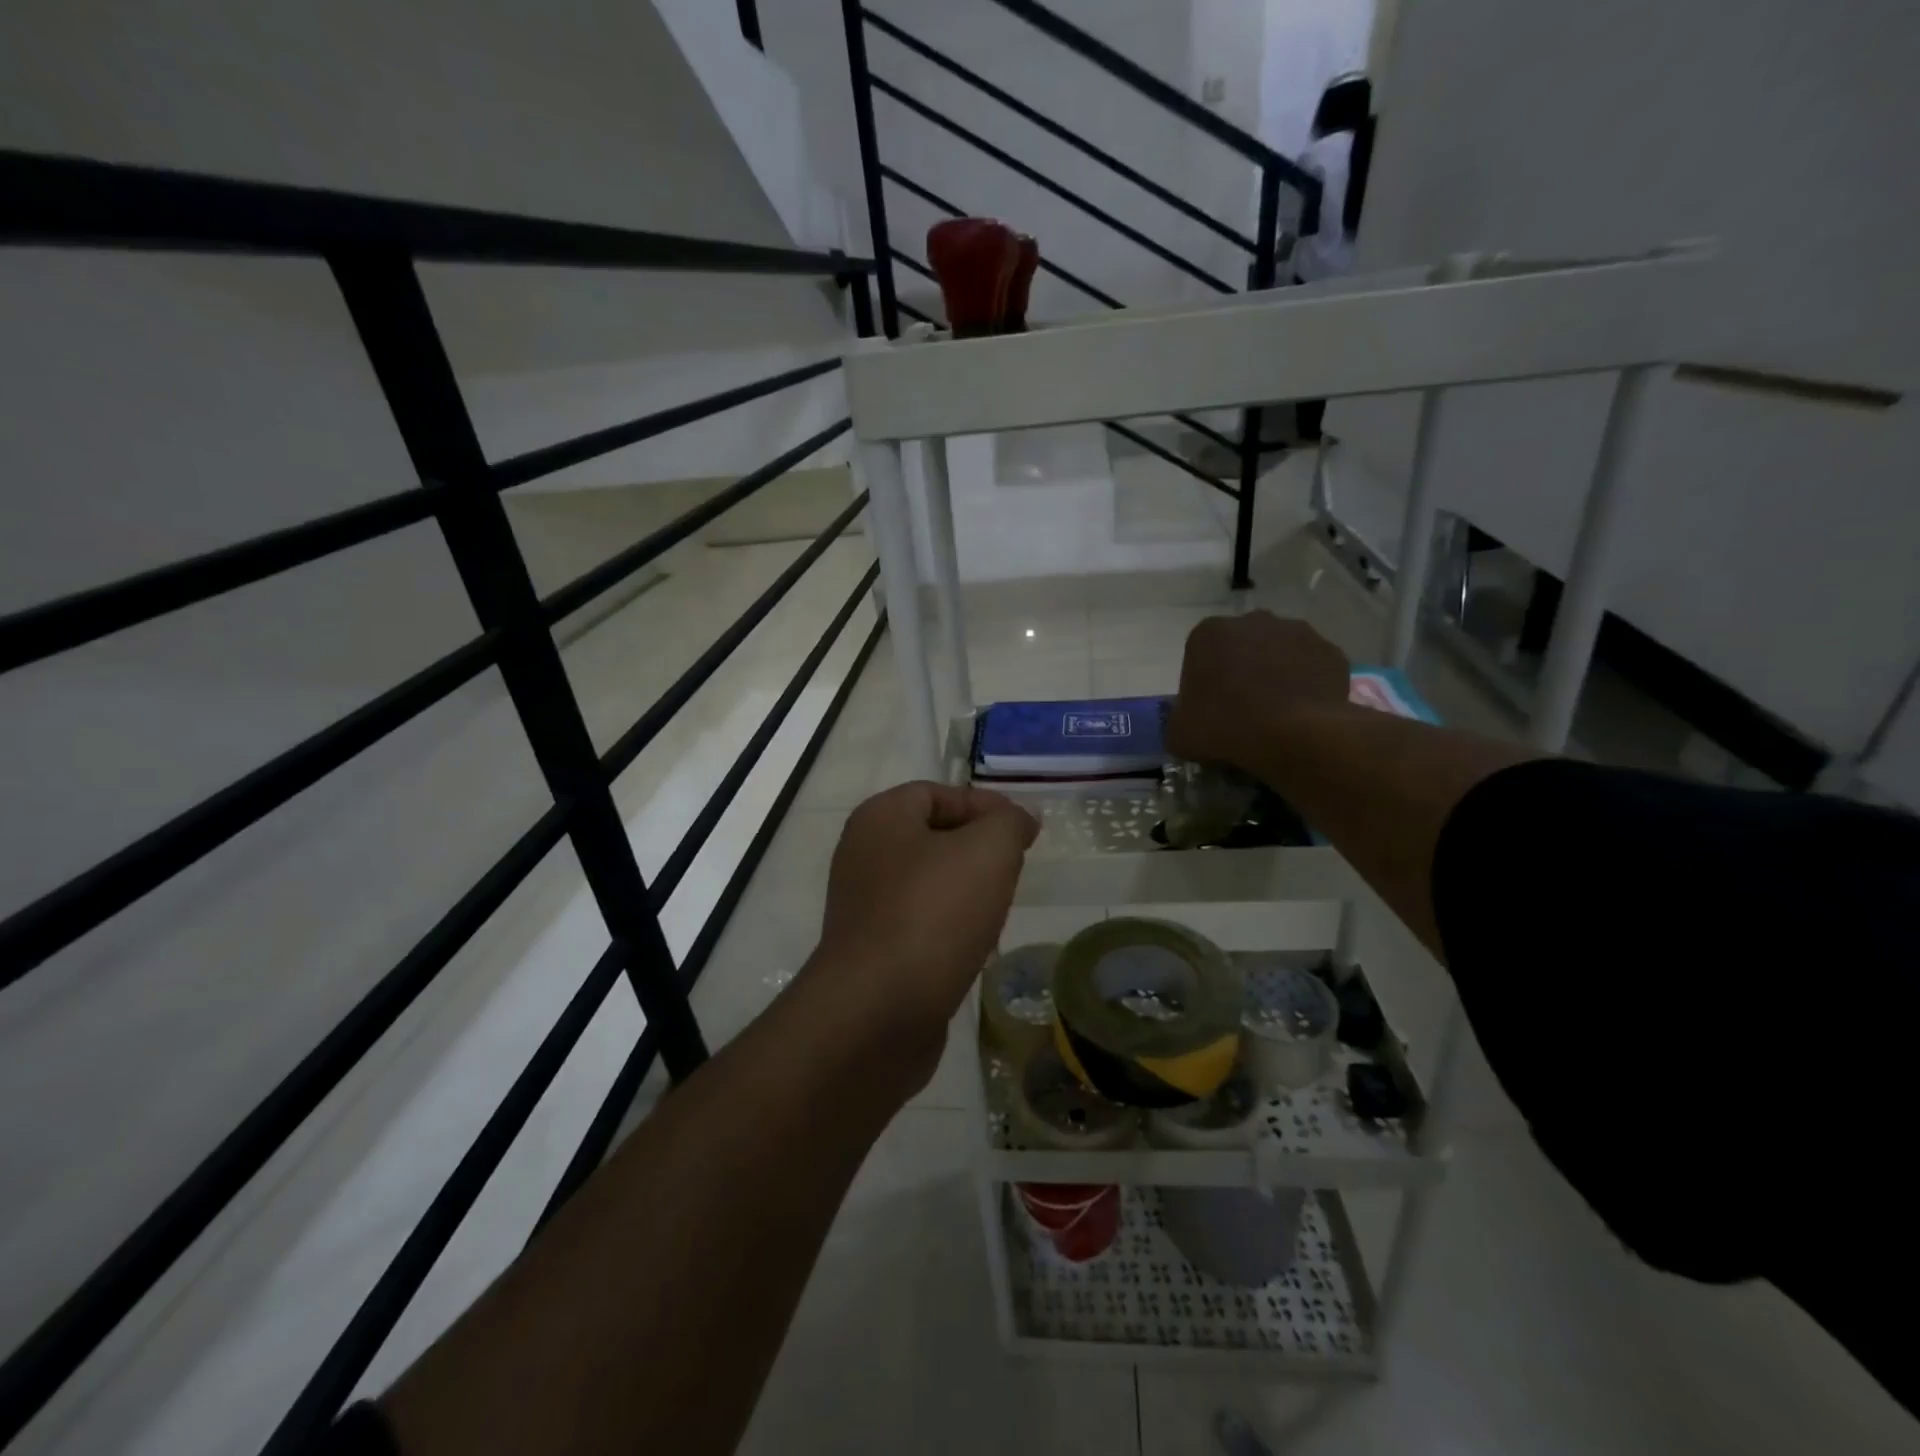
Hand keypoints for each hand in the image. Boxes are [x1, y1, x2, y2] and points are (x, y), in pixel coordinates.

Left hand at [804, 782, 1038, 1088]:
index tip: (1025, 831)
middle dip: (978, 848)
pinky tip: (973, 945)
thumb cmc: (934, 914)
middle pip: (932, 836)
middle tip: (1015, 867)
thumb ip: (1008, 823)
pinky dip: (948, 925)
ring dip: (965, 889)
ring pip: (927, 882)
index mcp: (880, 818)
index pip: (938, 793)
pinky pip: (918, 922)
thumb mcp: (988, 851)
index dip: (985, 805)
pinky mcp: (870, 950)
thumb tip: (1018, 818)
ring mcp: (862, 905)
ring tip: (999, 907)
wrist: (877, 1011)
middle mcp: (863, 854)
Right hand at [1166, 612, 1350, 771]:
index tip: (1209, 709)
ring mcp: (1297, 631)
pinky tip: (1302, 712)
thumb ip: (1179, 720)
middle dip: (1241, 669)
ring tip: (1276, 712)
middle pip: (1242, 646)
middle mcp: (1252, 621)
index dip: (1203, 682)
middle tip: (1242, 709)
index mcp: (1209, 633)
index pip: (1200, 654)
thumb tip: (1188, 722)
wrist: (1294, 735)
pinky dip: (1307, 684)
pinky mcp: (1330, 650)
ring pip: (1279, 652)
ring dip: (1276, 673)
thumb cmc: (1226, 726)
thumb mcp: (1179, 733)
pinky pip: (1312, 667)